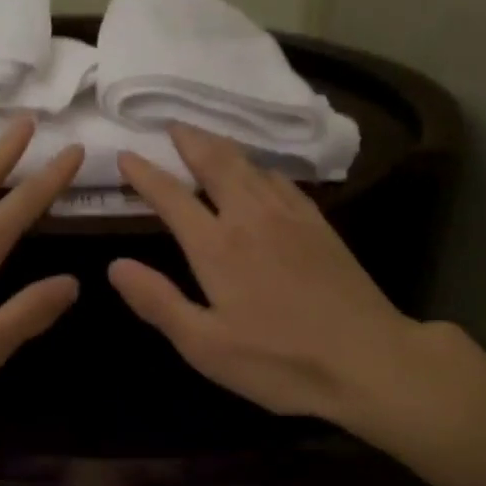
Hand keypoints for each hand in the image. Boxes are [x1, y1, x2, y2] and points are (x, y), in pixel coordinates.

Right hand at [108, 126, 463, 439]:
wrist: (369, 360)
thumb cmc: (280, 360)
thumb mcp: (205, 346)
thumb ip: (158, 301)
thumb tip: (115, 265)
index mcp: (216, 245)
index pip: (171, 196)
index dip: (145, 173)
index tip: (126, 154)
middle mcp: (250, 217)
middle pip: (215, 162)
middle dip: (189, 140)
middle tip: (172, 124)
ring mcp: (289, 216)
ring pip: (249, 164)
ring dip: (222, 146)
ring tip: (206, 138)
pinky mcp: (319, 224)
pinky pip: (281, 179)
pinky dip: (260, 165)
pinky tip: (262, 171)